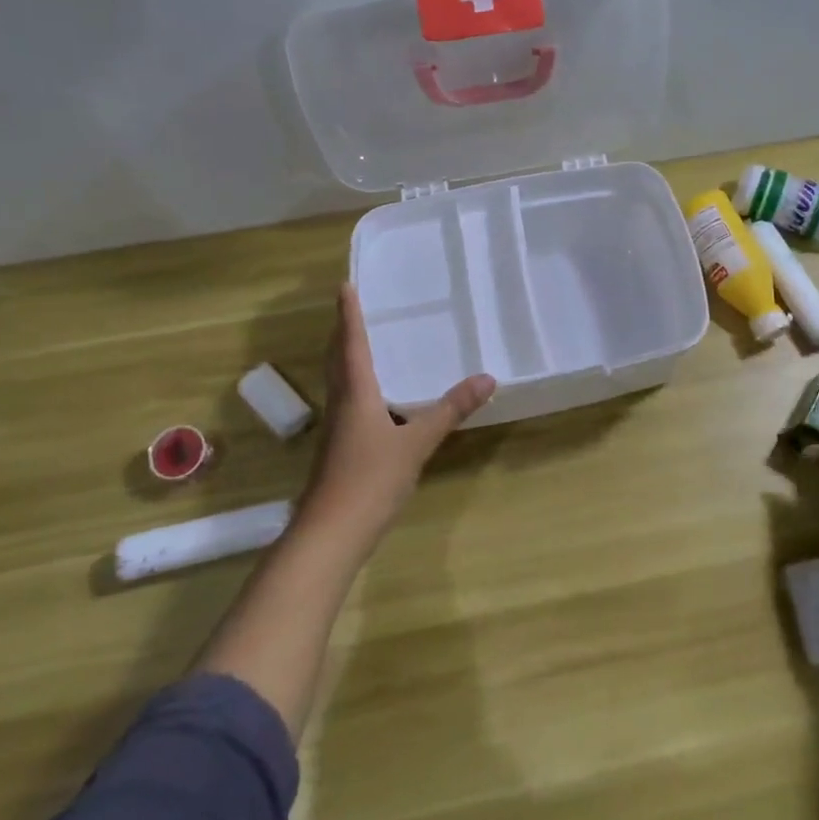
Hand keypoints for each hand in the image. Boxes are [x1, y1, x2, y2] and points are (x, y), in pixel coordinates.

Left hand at [299, 283, 495, 549]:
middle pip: (338, 359)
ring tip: (364, 342)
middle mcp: (342, 403)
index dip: (349, 314)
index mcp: (356, 393)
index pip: (351, 343)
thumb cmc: (370, 480)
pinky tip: (376, 396)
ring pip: (340, 381)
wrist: (331, 534)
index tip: (345, 285)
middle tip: (353, 307)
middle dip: (343, 332)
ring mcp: (338, 428)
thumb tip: (488, 378)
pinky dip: (358, 385)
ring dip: (347, 357)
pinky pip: (348, 402)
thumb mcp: (417, 443)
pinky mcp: (340, 448)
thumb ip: (450, 410)